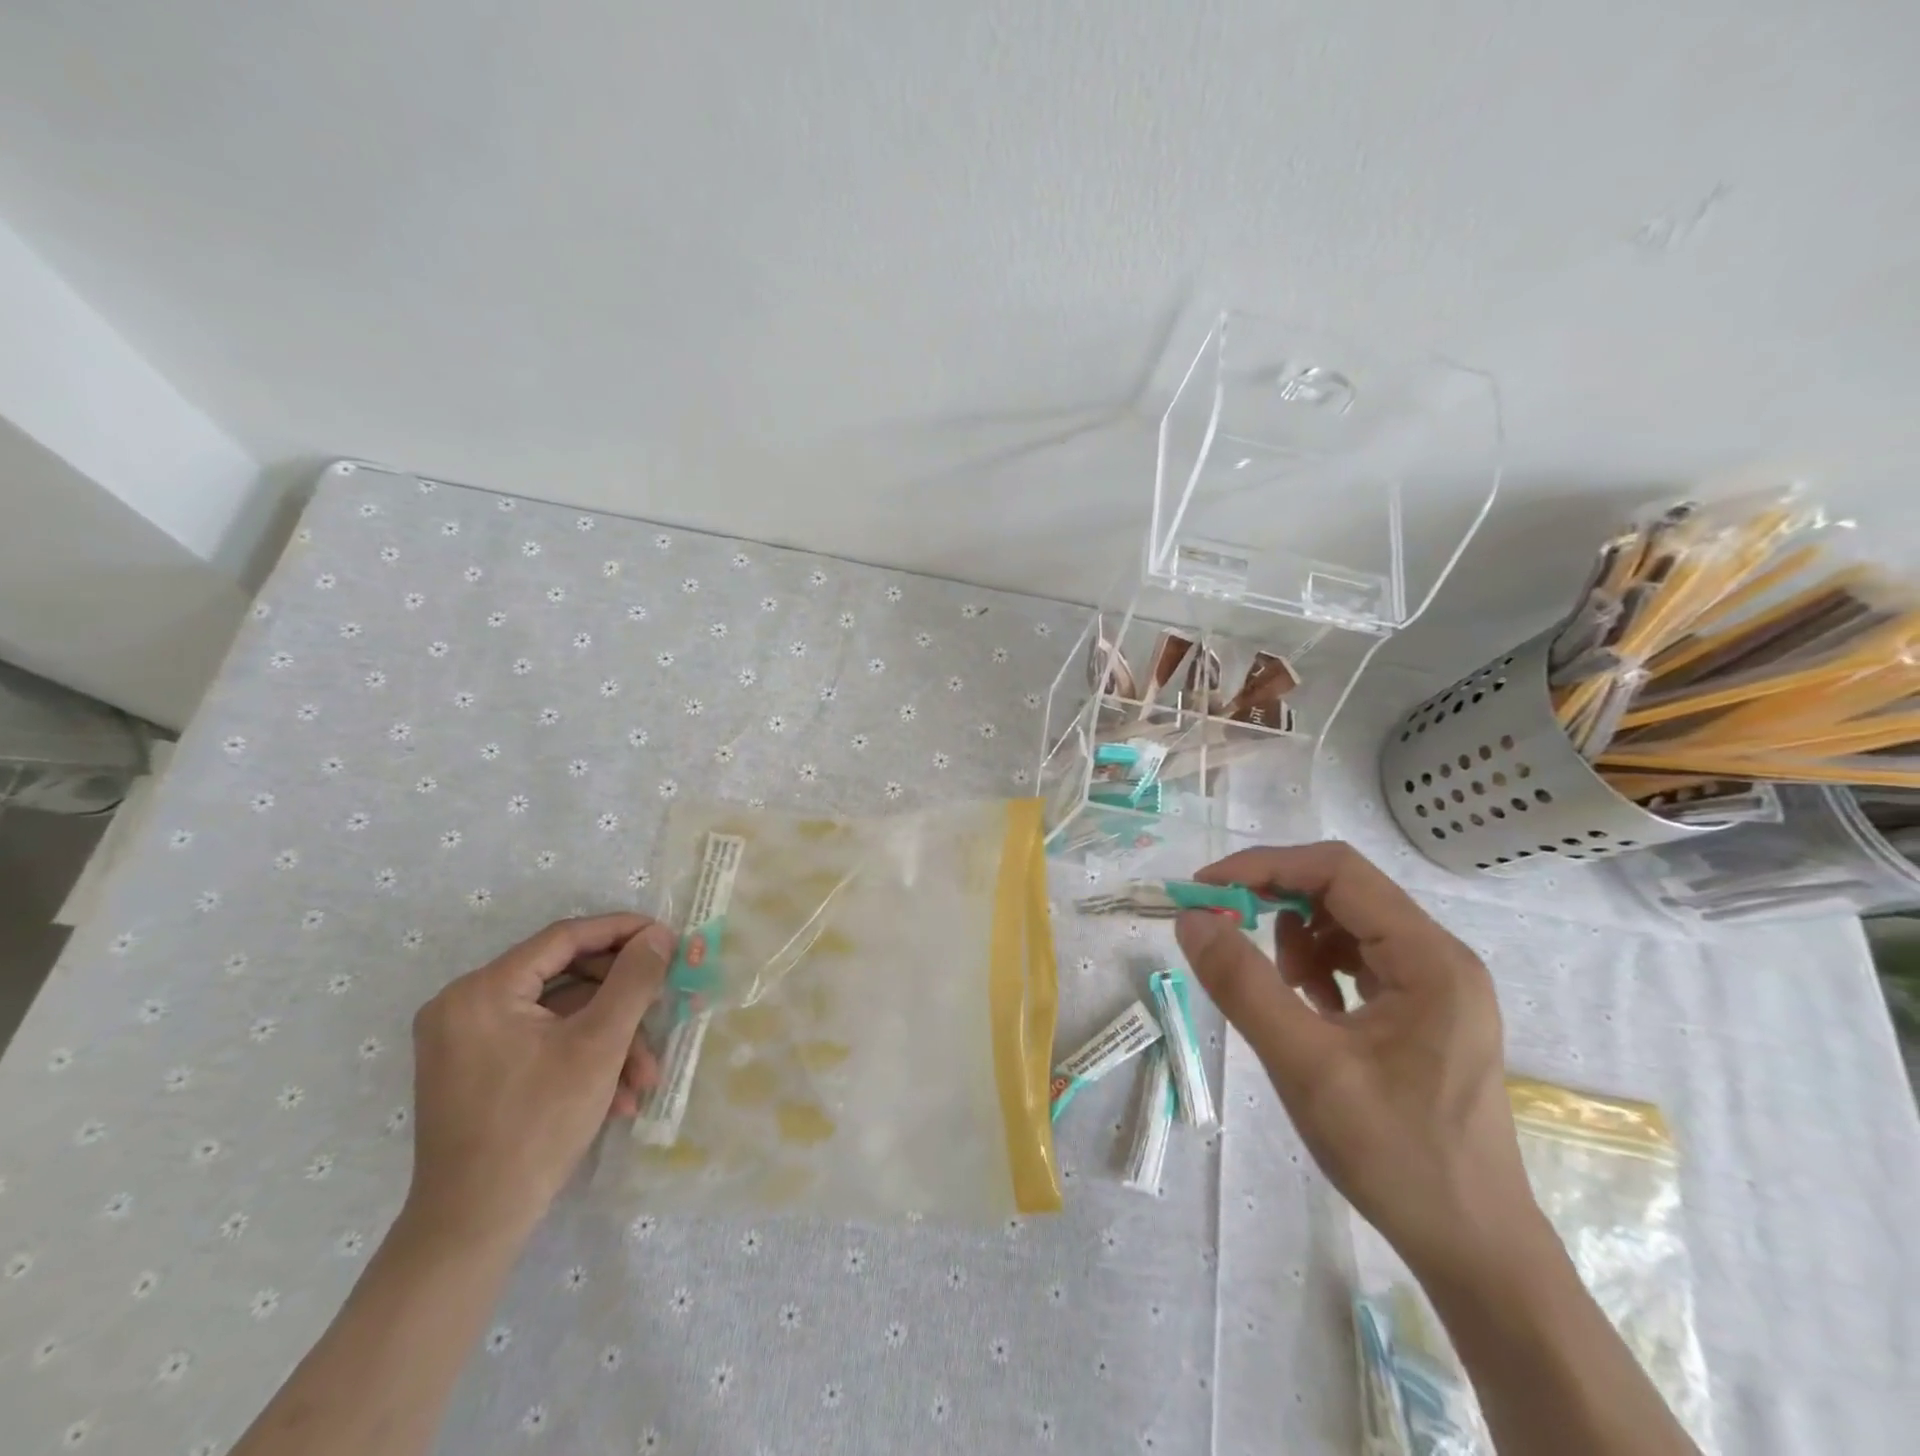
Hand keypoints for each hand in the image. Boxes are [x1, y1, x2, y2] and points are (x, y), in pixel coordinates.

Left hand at [405, 915, 675, 1247]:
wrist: (473, 1226)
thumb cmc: (537, 1125)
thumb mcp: (599, 1045)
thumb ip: (633, 980)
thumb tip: (658, 935)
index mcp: (482, 990)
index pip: (564, 938)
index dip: (621, 931)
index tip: (666, 937)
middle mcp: (464, 1004)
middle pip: (564, 977)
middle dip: (620, 1002)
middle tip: (663, 1008)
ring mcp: (465, 1039)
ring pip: (558, 1015)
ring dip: (608, 1039)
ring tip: (645, 1077)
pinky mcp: (474, 1068)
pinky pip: (540, 1041)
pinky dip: (581, 1057)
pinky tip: (617, 1094)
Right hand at [1174, 842, 1541, 1280]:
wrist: (1473, 1249)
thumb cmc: (1395, 1155)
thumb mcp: (1306, 1066)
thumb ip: (1243, 986)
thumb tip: (1190, 919)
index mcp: (1430, 958)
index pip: (1338, 871)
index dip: (1265, 866)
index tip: (1206, 888)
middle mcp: (1441, 957)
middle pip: (1344, 891)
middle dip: (1275, 898)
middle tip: (1222, 926)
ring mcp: (1437, 985)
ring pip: (1347, 922)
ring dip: (1296, 937)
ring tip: (1277, 987)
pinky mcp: (1424, 1011)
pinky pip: (1359, 959)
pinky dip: (1317, 966)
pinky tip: (1306, 1006)